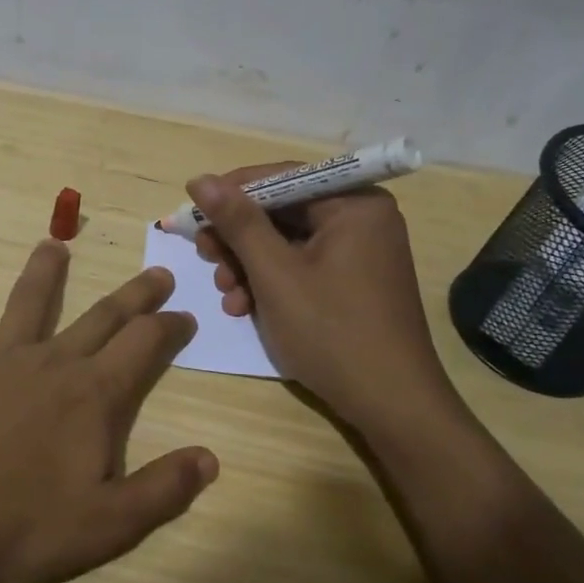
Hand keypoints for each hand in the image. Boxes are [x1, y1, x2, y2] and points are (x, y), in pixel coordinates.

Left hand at [0, 241, 218, 582]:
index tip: (186, 315)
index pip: (145, 345)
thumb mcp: (108, 524)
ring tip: (54, 243)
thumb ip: (164, 489)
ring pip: (27, 303)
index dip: (170, 327)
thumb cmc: (20, 524)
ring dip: (43, 272)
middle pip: (101, 316)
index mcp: (93, 394)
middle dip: (134, 294)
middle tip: (157, 271)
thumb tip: (210, 459)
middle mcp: (50, 362)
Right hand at [186, 165, 460, 429]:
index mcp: (354, 203)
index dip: (231, 193)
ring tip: (227, 295)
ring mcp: (360, 251)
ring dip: (249, 265)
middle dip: (239, 238)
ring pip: (287, 242)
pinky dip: (271, 282)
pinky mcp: (353, 281)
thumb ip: (237, 222)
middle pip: (282, 211)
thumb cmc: (331, 331)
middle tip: (206, 257)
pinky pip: (302, 266)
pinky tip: (245, 307)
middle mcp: (361, 218)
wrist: (391, 404)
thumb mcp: (275, 274)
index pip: (281, 178)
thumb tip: (199, 180)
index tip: (192, 214)